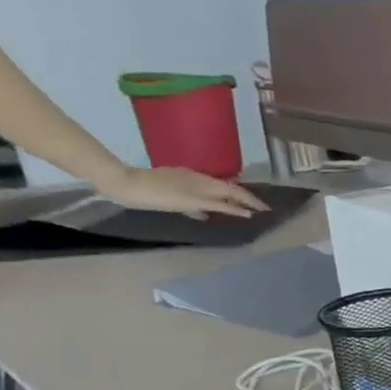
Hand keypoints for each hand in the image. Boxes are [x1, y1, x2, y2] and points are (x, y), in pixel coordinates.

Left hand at [96, 164, 267, 218]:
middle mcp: (197, 179)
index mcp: (203, 182)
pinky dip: (209, 200)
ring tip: (238, 210)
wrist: (123, 184)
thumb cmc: (156, 195)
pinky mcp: (174, 185)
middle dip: (243, 198)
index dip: (251, 200)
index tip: (267, 209)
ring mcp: (185, 181)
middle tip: (257, 209)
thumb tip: (243, 210)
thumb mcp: (188, 202)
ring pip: (214, 191)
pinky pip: (199, 193)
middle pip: (226, 189)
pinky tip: (206, 209)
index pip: (235, 191)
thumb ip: (216, 206)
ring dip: (228, 199)